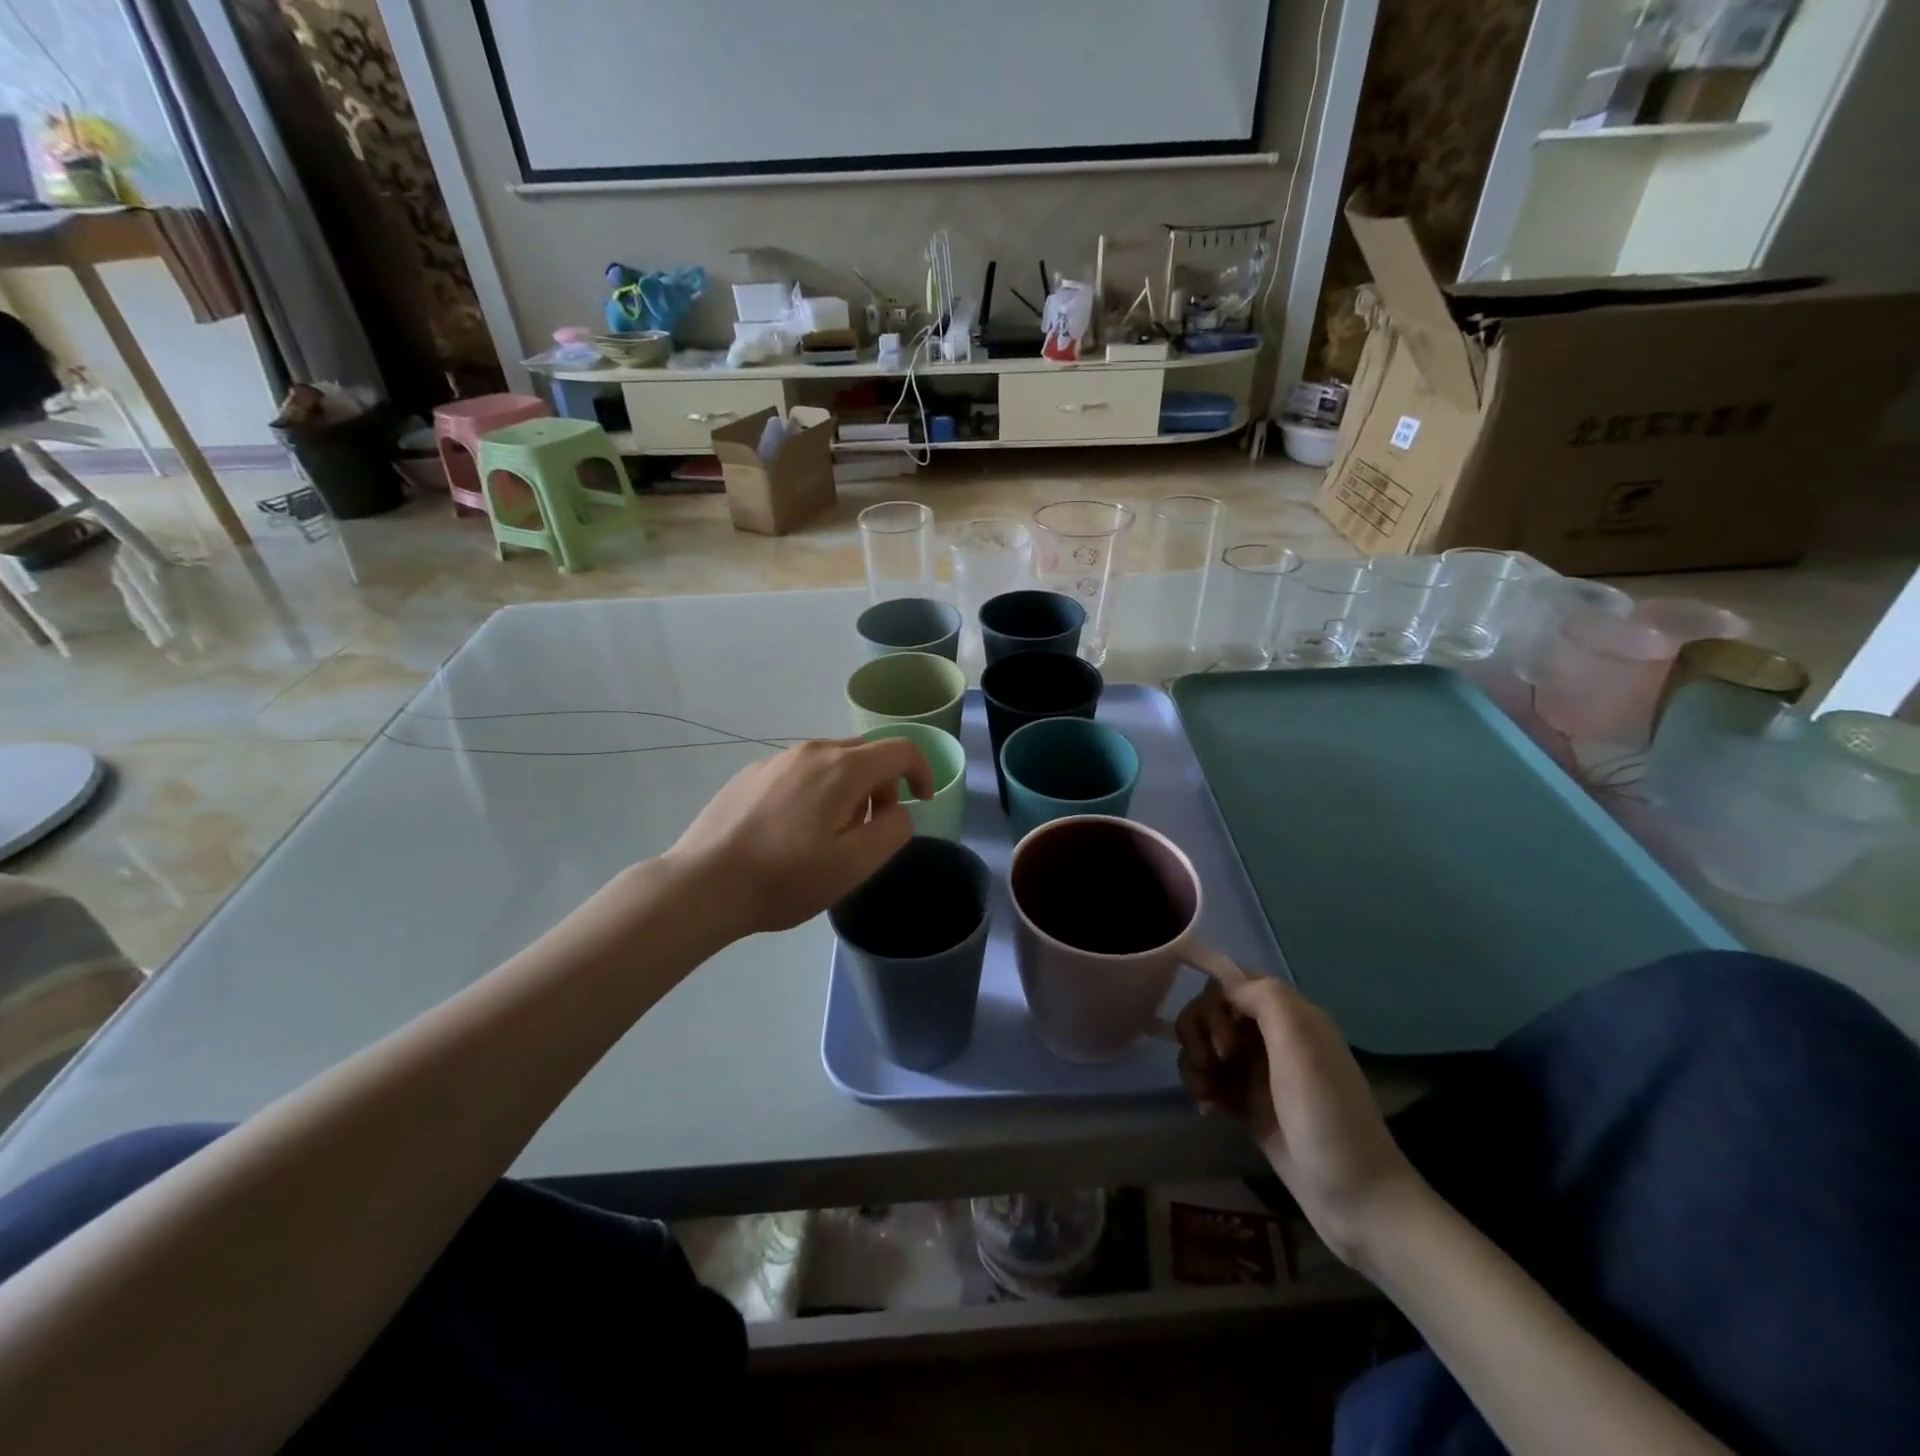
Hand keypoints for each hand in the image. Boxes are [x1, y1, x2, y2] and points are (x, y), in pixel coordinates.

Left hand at [662, 738, 934, 938]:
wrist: (704, 884)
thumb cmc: (786, 877)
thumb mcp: (854, 864)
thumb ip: (892, 831)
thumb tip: (897, 812)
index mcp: (843, 768)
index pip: (900, 750)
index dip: (921, 772)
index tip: (920, 802)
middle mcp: (812, 751)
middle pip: (865, 753)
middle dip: (883, 785)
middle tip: (873, 828)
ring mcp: (777, 759)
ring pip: (831, 761)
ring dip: (849, 788)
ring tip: (831, 833)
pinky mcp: (751, 774)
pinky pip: (800, 771)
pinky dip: (816, 790)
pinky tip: (793, 830)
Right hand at [1176, 974, 1426, 1265]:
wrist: (1355, 1201)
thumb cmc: (1328, 1116)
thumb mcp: (1302, 1046)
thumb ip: (1265, 999)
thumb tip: (1225, 982)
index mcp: (1290, 1014)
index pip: (1234, 979)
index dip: (1216, 998)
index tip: (1222, 1035)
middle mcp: (1271, 1035)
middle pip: (1213, 1008)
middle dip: (1200, 1030)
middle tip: (1213, 1062)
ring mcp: (1257, 1071)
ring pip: (1205, 1042)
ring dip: (1193, 1059)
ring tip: (1203, 1090)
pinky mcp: (1246, 1104)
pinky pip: (1208, 1077)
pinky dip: (1199, 1084)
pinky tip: (1206, 1107)